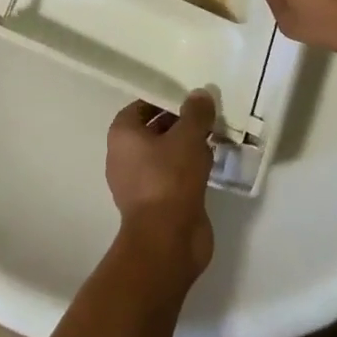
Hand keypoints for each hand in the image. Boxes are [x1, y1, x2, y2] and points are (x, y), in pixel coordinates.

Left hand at [105, 92, 216, 285]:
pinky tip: (210, 165)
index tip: (189, 98)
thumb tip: (200, 94)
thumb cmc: (169, 178)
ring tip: (213, 138)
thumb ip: (196, 113)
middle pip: (154, 130)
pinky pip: (173, 177)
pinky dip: (189, 170)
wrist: (167, 241)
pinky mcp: (156, 205)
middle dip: (180, 123)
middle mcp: (124, 157)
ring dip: (187, 147)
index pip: (142, 106)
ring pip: (165, 155)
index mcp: (123, 135)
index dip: (165, 99)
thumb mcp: (188, 136)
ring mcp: (139, 184)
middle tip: (206, 116)